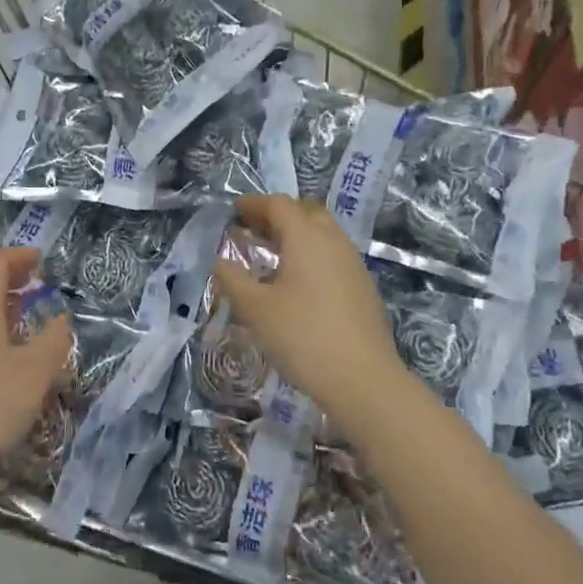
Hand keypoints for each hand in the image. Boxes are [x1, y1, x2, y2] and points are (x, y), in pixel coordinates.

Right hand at [211, 196, 412, 429]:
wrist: (363, 379)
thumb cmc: (303, 336)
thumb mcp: (256, 309)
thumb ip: (232, 280)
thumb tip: (219, 261)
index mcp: (306, 238)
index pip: (279, 205)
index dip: (254, 204)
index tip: (235, 211)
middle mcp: (333, 241)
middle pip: (305, 212)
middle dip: (278, 215)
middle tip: (254, 229)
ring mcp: (353, 263)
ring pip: (323, 233)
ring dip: (297, 234)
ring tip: (273, 255)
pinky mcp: (363, 286)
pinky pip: (333, 255)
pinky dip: (311, 254)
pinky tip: (298, 282)